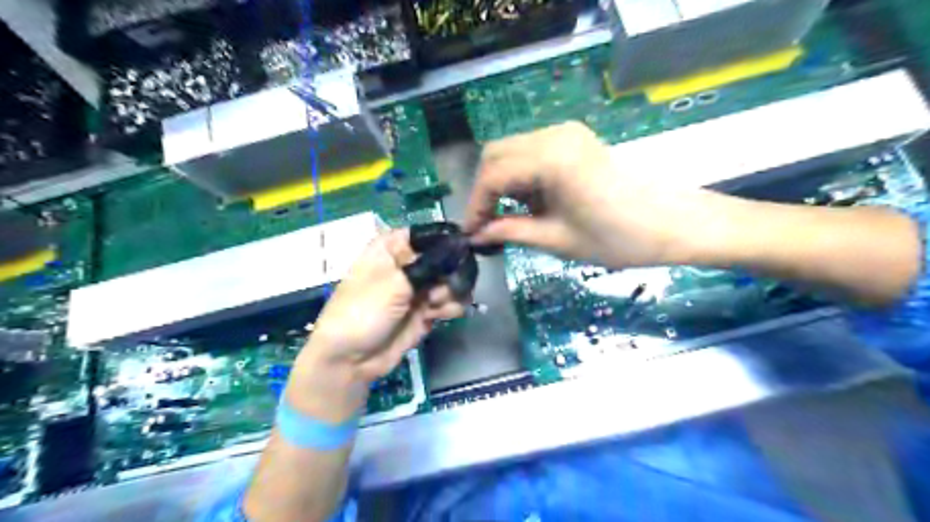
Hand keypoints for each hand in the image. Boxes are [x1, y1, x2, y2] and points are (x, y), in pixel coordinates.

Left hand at [289, 231, 468, 420]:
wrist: (350, 360)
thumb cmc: (362, 313)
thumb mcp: (393, 284)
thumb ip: (429, 265)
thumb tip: (459, 245)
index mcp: (393, 248)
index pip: (428, 234)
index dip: (448, 240)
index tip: (464, 249)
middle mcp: (409, 264)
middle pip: (447, 257)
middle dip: (452, 272)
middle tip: (443, 286)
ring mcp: (419, 288)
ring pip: (453, 280)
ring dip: (451, 292)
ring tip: (435, 305)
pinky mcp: (427, 310)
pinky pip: (451, 301)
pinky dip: (450, 307)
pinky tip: (440, 316)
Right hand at [465, 120, 705, 270]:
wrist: (674, 223)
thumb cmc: (620, 238)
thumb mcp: (558, 240)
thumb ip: (511, 231)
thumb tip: (477, 235)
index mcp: (550, 158)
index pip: (492, 176)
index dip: (475, 206)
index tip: (471, 233)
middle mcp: (554, 135)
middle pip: (496, 154)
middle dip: (485, 190)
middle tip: (487, 225)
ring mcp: (567, 133)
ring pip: (512, 151)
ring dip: (502, 183)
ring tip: (509, 218)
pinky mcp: (575, 139)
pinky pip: (532, 152)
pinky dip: (522, 176)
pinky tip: (531, 203)